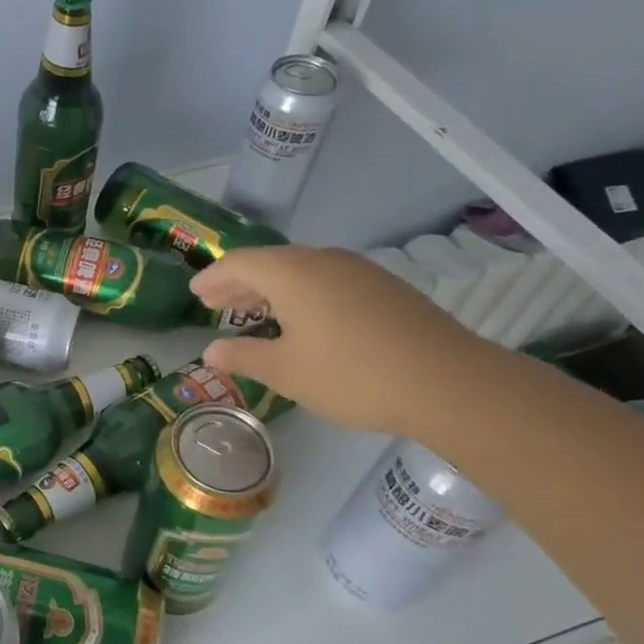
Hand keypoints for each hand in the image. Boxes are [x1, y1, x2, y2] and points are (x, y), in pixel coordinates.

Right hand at [192, 245, 489, 437]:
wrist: (448, 382)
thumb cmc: (351, 374)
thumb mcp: (285, 371)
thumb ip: (243, 356)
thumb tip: (211, 351)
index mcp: (292, 273)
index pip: (239, 263)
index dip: (213, 278)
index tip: (195, 293)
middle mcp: (323, 260)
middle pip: (270, 263)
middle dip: (239, 284)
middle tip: (216, 305)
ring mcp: (359, 271)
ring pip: (301, 271)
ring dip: (272, 290)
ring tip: (255, 313)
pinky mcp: (385, 288)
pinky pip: (327, 281)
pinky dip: (302, 295)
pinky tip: (304, 321)